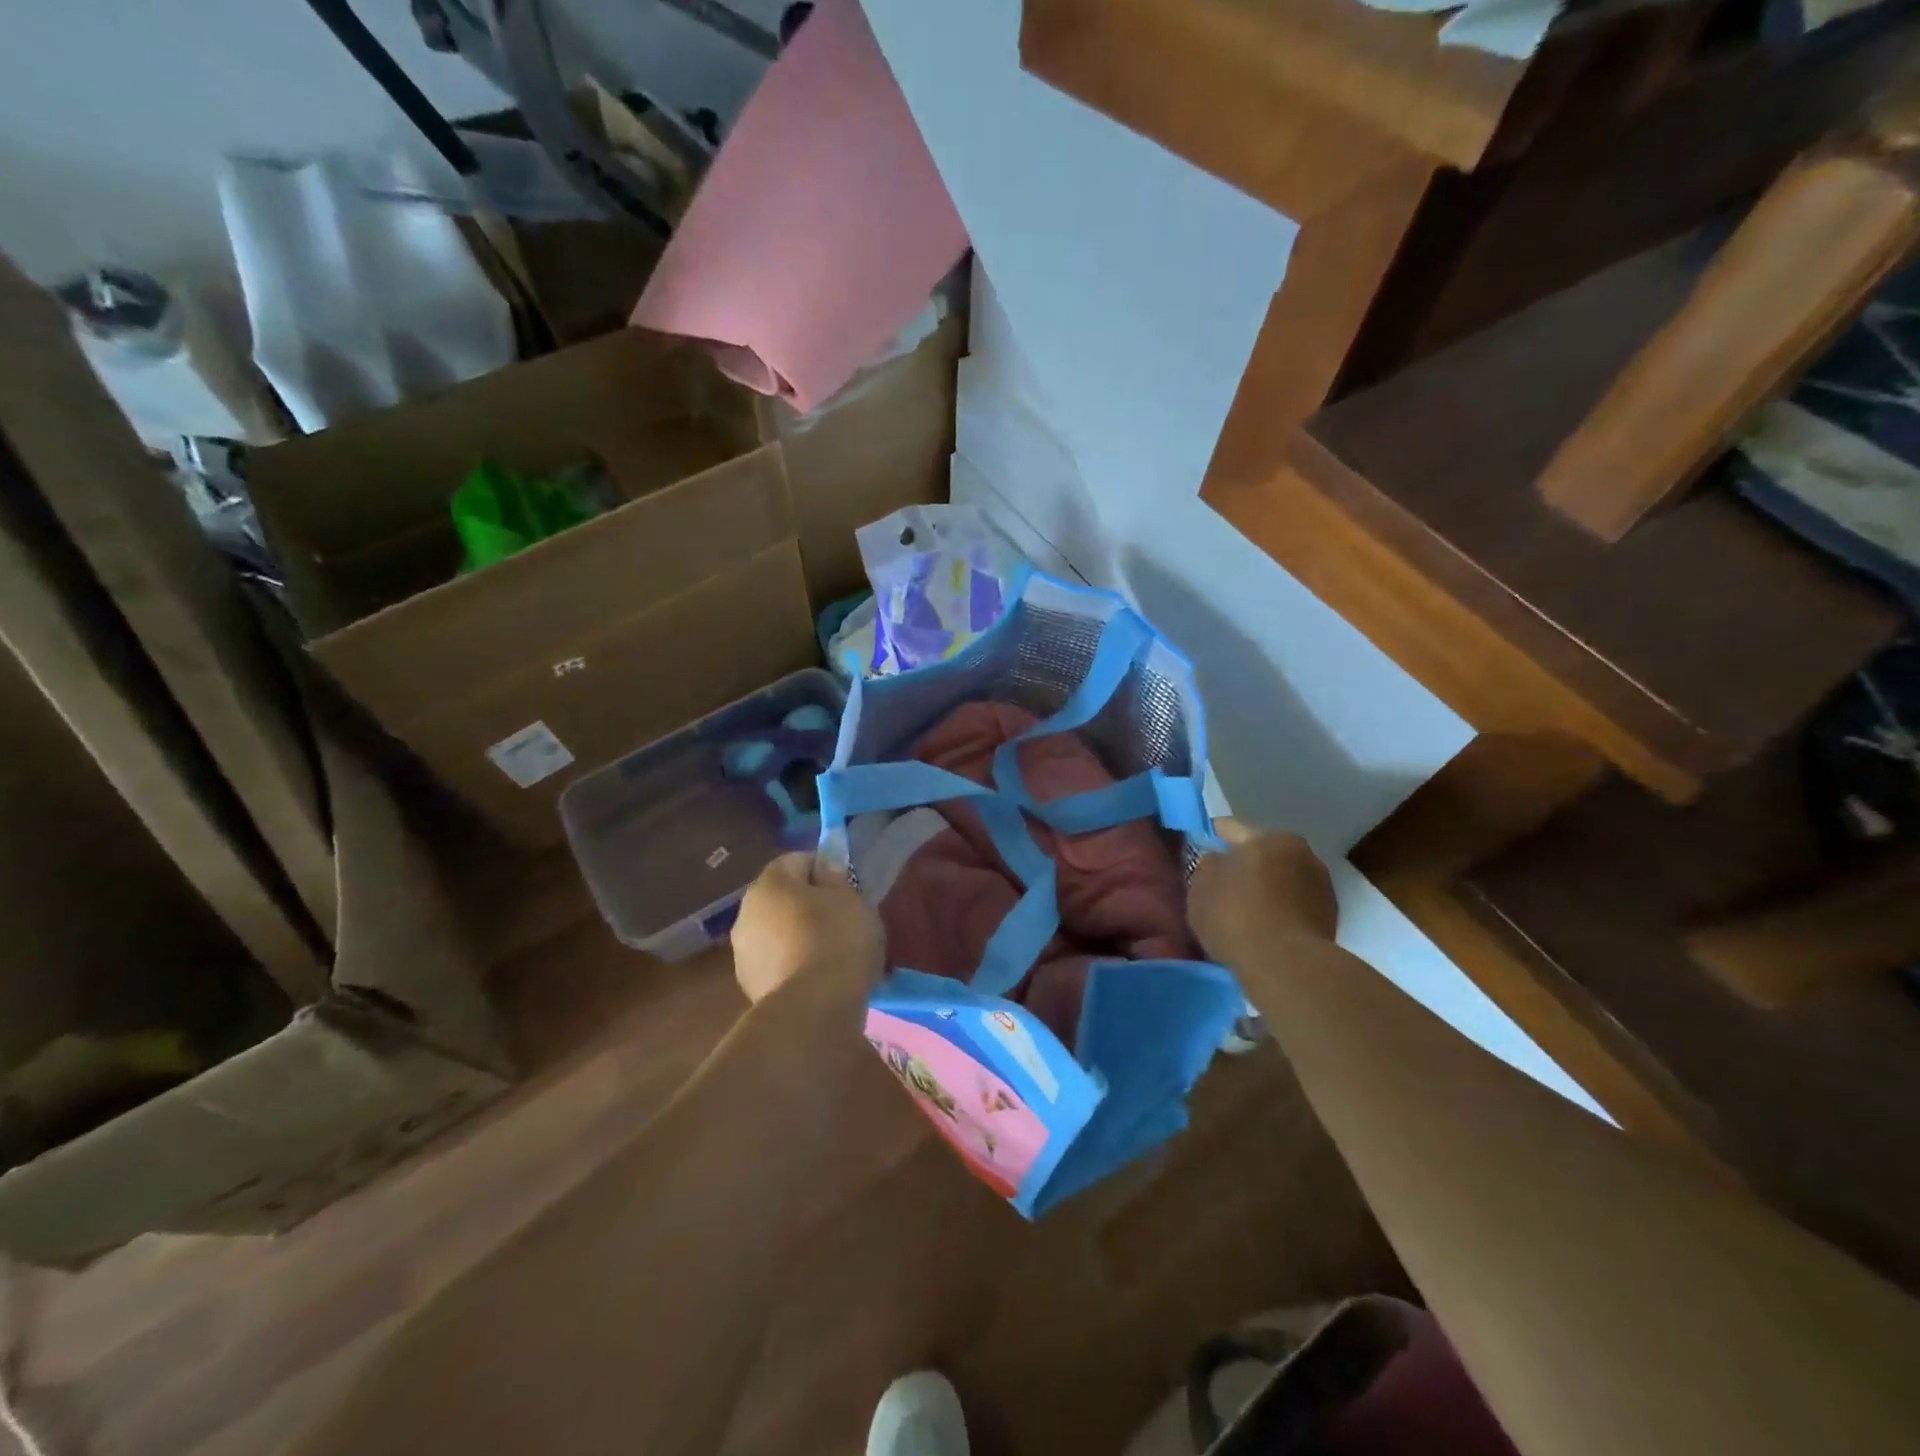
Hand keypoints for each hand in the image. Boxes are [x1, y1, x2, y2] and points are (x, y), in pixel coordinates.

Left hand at [730, 853, 884, 1004]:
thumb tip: (825, 867)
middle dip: (809, 904)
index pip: (797, 860)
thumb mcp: (850, 899)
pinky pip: (779, 963)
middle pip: (783, 897)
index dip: (824, 868)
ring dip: (800, 936)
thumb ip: (836, 878)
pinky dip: (795, 965)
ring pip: (778, 932)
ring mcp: (743, 953)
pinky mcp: (750, 987)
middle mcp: (746, 912)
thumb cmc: (836, 939)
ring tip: (833, 954)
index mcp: (768, 883)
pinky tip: (820, 978)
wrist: (812, 1010)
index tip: (847, 887)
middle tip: (842, 919)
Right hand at [1188, 820, 1338, 965]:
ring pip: (1281, 882)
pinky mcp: (1331, 920)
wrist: (1285, 965)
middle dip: (1243, 867)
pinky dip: (1279, 913)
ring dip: (1265, 892)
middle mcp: (1302, 854)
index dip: (1211, 837)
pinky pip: (1294, 908)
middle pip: (1262, 855)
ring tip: (1242, 915)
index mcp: (1269, 838)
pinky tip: (1262, 931)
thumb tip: (1217, 862)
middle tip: (1220, 887)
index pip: (1231, 828)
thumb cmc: (1236, 915)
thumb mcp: (1201, 887)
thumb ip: (1207, 866)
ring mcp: (1321, 888)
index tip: (1200, 851)